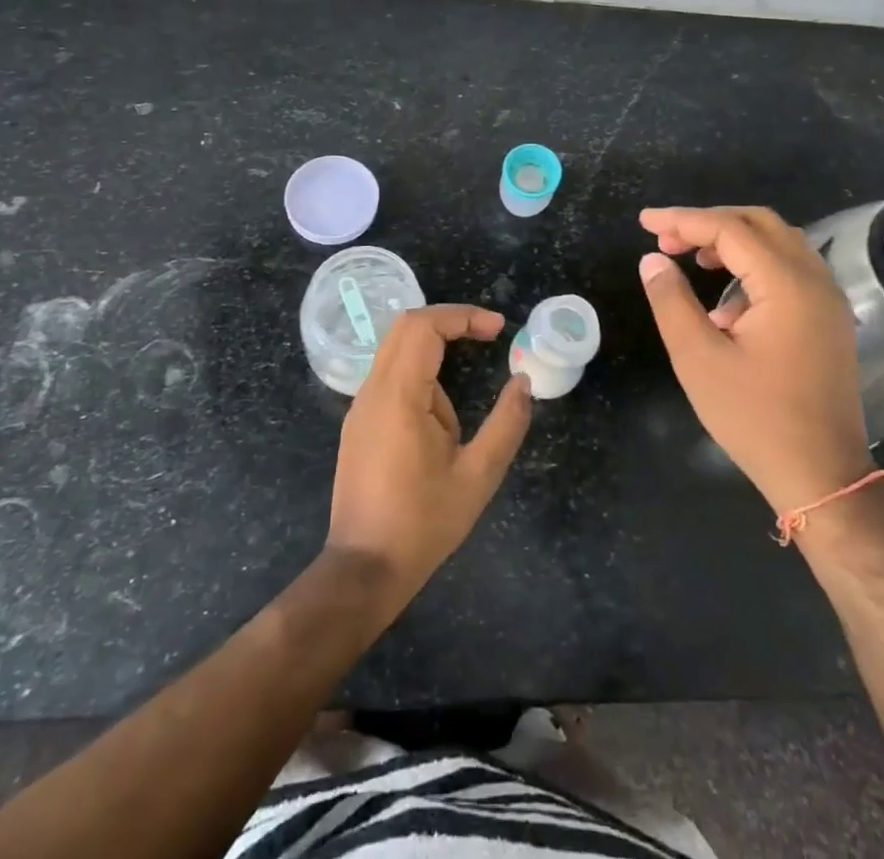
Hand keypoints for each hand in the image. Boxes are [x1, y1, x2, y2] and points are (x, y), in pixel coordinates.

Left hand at [324, 305, 531, 609]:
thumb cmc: (423, 523)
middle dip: (449, 321)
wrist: (364, 568)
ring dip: (435, 351)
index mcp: (399, 395)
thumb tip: (524, 382)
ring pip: (396, 349)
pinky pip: (390, 375)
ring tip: (466, 391)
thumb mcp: (478, 476)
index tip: (498, 328)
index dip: (462, 316)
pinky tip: (440, 416)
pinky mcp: (359, 422)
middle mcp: (373, 390)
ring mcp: (361, 406)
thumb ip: (507, 424)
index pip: (423, 326)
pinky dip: (420, 371)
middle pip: (406, 326)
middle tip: (487, 334)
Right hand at [638, 206, 871, 512]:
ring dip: (733, 241)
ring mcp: (828, 300)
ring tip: (692, 259)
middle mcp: (815, 280)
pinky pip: (790, 270)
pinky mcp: (829, 320)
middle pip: (759, 223)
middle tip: (666, 238)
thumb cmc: (755, 417)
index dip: (682, 220)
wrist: (822, 475)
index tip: (643, 222)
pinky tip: (726, 304)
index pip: (729, 229)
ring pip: (778, 243)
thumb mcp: (698, 358)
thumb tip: (653, 259)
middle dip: (708, 223)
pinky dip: (754, 267)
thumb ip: (671, 301)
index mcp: (786, 284)